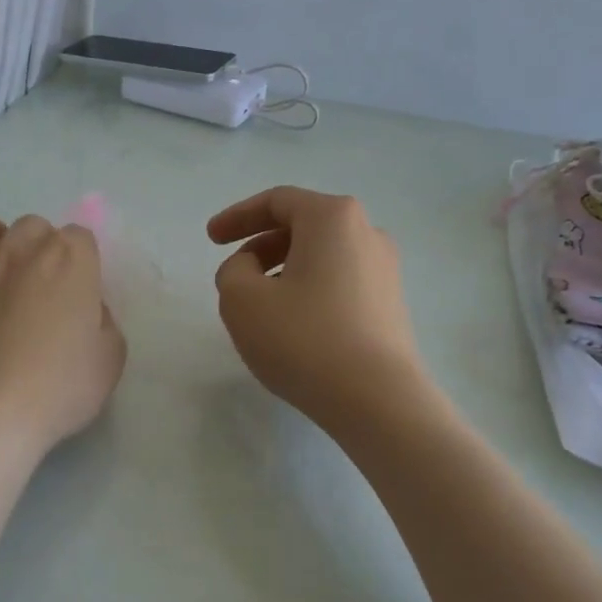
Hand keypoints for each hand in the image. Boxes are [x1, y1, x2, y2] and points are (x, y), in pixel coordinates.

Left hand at [0, 211, 126, 458]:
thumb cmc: (59, 387)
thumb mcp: (110, 358)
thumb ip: (102, 321)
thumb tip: (85, 308)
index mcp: (68, 259)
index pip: (80, 237)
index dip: (82, 262)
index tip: (81, 293)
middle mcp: (19, 250)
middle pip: (32, 226)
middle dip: (39, 247)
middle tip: (41, 285)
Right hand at [208, 187, 425, 430]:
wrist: (377, 400)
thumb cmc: (304, 339)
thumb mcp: (242, 300)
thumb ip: (233, 271)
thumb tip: (251, 269)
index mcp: (333, 218)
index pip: (277, 201)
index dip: (237, 217)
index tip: (211, 239)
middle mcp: (367, 233)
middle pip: (303, 226)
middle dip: (261, 246)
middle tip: (235, 276)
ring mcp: (385, 270)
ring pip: (322, 257)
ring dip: (285, 271)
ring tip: (261, 307)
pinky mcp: (391, 304)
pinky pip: (340, 282)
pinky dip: (309, 291)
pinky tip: (294, 326)